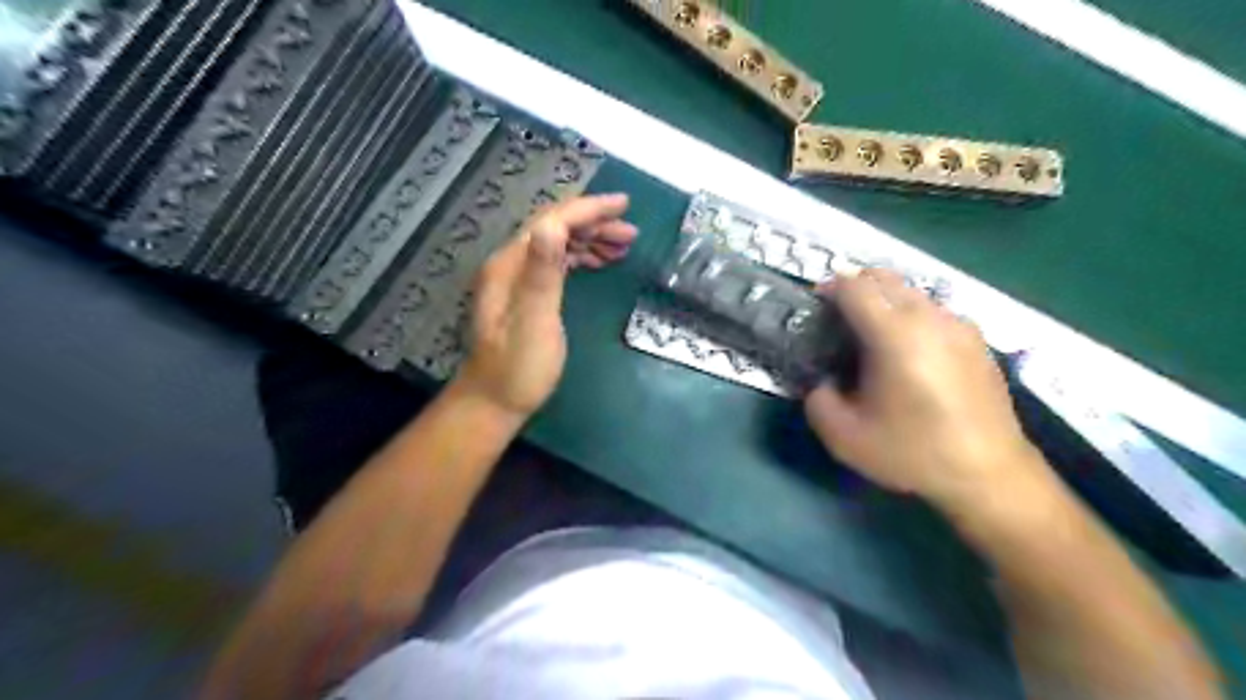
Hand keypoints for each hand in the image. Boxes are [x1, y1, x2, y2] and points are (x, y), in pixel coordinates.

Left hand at [455, 192, 635, 419]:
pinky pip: (556, 263)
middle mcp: (511, 264)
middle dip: (594, 223)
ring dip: (590, 240)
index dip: (589, 210)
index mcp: (511, 265)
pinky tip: (598, 263)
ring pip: (557, 244)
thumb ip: (543, 274)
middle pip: (555, 227)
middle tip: (631, 234)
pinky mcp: (526, 295)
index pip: (552, 221)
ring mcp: (517, 279)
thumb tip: (554, 226)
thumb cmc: (518, 369)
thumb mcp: (535, 322)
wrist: (494, 402)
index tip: (625, 204)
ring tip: (623, 248)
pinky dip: (580, 257)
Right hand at [803, 272, 1036, 509]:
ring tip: (871, 337)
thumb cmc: (913, 452)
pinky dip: (910, 316)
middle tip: (837, 319)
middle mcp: (929, 318)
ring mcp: (959, 325)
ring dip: (883, 301)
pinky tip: (908, 354)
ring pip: (911, 291)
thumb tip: (821, 380)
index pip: (855, 286)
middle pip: (884, 277)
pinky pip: (933, 310)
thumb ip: (817, 400)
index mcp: (895, 335)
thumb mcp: (844, 437)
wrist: (990, 475)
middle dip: (854, 288)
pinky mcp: (977, 340)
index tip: (815, 307)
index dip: (829, 287)